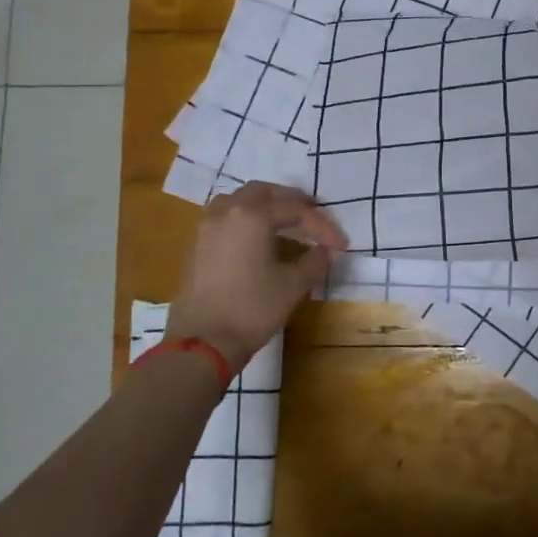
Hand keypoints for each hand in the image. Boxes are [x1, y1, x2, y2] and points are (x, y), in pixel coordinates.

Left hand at [165, 183, 347, 368]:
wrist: (201, 343)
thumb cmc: (251, 309)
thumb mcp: (293, 285)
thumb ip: (315, 261)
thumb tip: (328, 251)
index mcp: (253, 216)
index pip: (296, 211)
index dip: (322, 226)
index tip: (340, 245)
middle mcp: (227, 212)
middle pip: (263, 193)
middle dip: (291, 201)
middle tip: (312, 214)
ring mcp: (207, 228)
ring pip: (239, 201)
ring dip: (264, 205)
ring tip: (283, 221)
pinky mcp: (197, 246)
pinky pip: (225, 218)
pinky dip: (245, 218)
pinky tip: (258, 238)